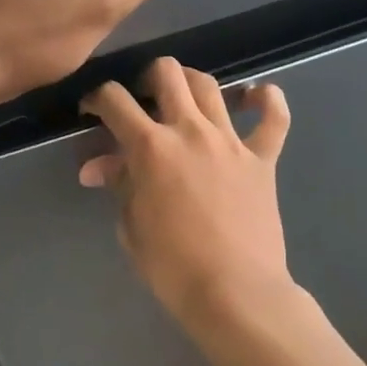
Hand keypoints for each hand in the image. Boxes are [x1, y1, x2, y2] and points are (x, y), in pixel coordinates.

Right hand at [80, 57, 292, 329]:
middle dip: (146, 78)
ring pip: (210, 86)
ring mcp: (230, 141)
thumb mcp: (131, 225)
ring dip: (191, 83)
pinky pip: (274, 117)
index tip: (92, 111)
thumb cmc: (172, 266)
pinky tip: (255, 96)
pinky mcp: (263, 158)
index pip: (115, 101)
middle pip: (167, 74)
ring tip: (183, 99)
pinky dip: (267, 100)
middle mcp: (190, 131)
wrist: (234, 292)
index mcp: (150, 147)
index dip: (97, 99)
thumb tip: (97, 167)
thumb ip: (118, 185)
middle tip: (142, 101)